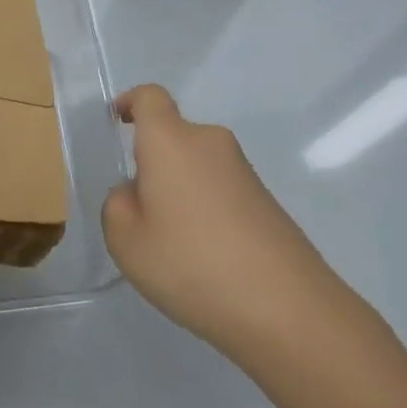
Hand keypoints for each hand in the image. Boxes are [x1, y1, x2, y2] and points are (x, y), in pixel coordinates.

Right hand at [101, 84, 349, 353]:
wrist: (288, 309)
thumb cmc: (192, 263)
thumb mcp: (126, 240)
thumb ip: (118, 205)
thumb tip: (137, 193)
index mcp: (171, 141)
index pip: (150, 97)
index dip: (131, 102)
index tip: (118, 122)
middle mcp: (210, 143)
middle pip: (174, 136)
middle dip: (153, 162)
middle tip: (140, 211)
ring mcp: (244, 172)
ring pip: (198, 166)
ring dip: (181, 190)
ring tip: (174, 244)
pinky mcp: (267, 201)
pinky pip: (222, 190)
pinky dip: (207, 210)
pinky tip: (207, 258)